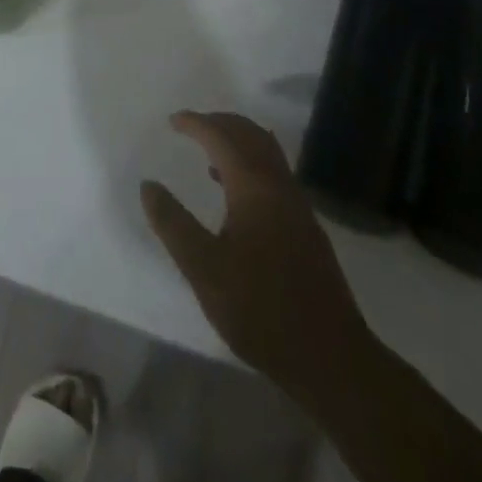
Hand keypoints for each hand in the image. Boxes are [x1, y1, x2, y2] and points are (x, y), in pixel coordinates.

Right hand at [141, 111, 372, 405]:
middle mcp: (279, 186)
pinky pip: (275, 173)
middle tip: (191, 126)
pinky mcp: (307, 228)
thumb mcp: (203, 269)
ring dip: (238, 140)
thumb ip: (173, 223)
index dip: (196, 123)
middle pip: (250, 135)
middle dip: (219, 123)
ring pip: (267, 152)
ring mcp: (298, 206)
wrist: (332, 359)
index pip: (221, 137)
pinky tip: (235, 192)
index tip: (172, 121)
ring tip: (209, 152)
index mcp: (253, 188)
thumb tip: (149, 186)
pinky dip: (251, 162)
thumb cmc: (261, 310)